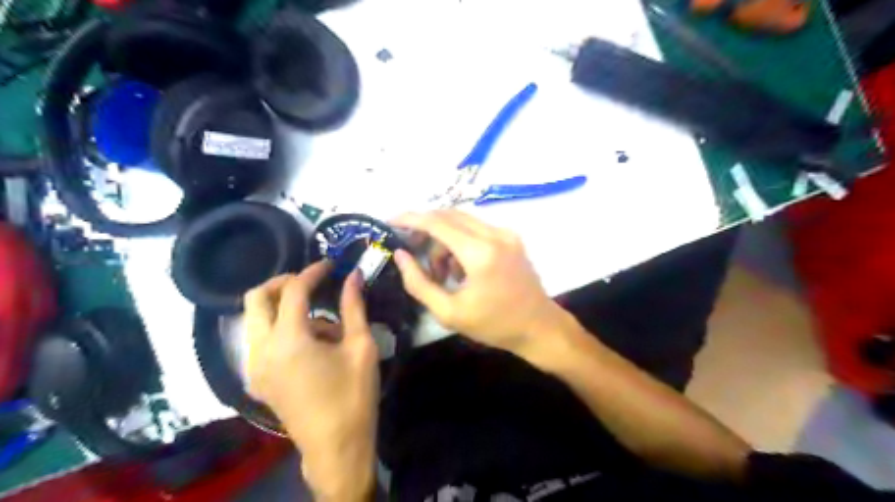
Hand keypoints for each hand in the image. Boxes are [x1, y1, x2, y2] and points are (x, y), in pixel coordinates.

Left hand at [243, 265, 377, 500]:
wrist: (336, 446)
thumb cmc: (354, 396)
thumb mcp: (361, 347)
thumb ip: (353, 307)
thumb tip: (353, 277)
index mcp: (289, 341)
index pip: (293, 291)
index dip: (313, 272)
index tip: (331, 264)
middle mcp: (261, 350)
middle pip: (257, 298)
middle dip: (284, 282)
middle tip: (312, 282)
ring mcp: (254, 367)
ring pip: (256, 319)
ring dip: (283, 307)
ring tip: (321, 321)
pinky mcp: (257, 379)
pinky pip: (261, 339)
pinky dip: (280, 328)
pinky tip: (311, 341)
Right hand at [391, 210, 564, 352]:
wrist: (539, 327)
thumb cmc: (494, 325)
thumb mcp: (449, 312)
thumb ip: (419, 283)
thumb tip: (400, 255)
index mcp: (480, 253)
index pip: (437, 222)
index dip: (411, 219)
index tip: (390, 222)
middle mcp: (495, 234)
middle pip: (449, 215)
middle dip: (425, 229)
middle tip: (411, 249)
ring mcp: (506, 233)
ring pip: (462, 220)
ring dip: (443, 238)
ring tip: (440, 271)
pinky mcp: (512, 237)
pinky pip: (477, 228)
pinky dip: (460, 241)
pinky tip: (460, 268)